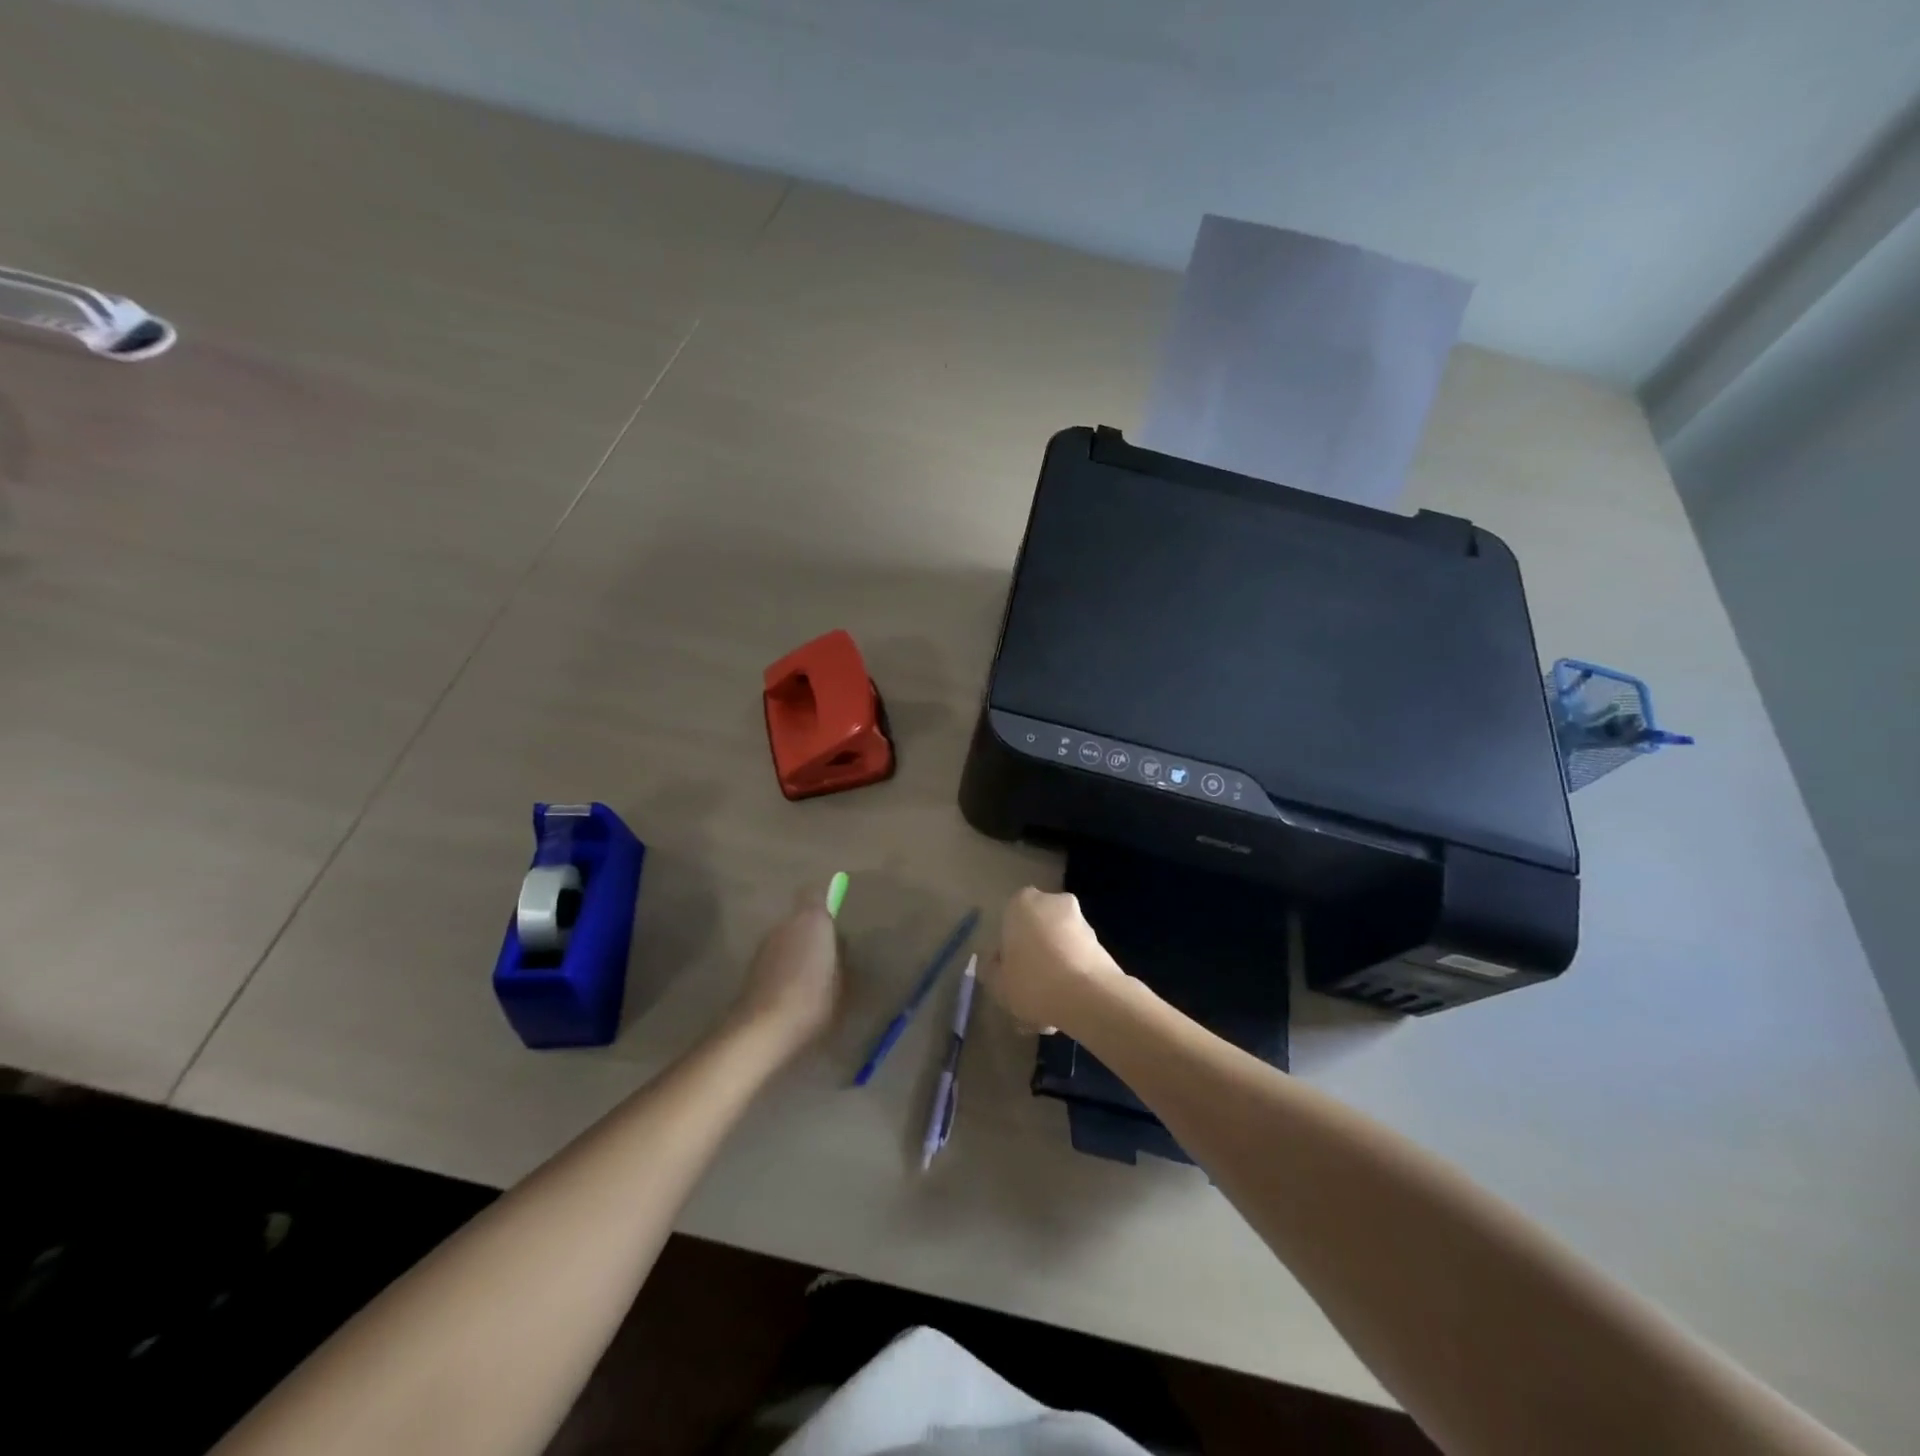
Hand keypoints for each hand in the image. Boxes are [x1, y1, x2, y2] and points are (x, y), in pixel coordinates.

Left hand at [727, 885, 844, 1060]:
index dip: (825, 903)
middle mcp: (785, 924)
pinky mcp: (752, 967)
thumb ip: (840, 956)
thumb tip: (837, 946)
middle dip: (813, 932)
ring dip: (797, 950)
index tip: (836, 920)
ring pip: (787, 938)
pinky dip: (783, 967)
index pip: (815, 894)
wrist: (763, 1030)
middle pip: (801, 918)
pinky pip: (775, 958)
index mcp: (812, 920)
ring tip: (811, 978)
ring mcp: (765, 944)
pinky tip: (793, 992)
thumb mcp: (843, 981)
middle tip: (829, 956)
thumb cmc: (812, 1000)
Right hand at [983, 887, 1124, 1037]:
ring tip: (1050, 1008)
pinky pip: (1077, 960)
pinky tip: (1067, 1008)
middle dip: (1034, 957)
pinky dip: (1072, 977)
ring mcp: (1081, 921)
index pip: (1009, 921)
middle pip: (1037, 932)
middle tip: (1029, 991)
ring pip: (1059, 947)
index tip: (1008, 973)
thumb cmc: (1032, 981)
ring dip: (1055, 970)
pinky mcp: (1102, 943)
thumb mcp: (997, 983)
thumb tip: (998, 963)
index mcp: (1022, 903)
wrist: (1089, 996)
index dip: (1007, 949)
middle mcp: (1053, 902)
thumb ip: (992, 969)